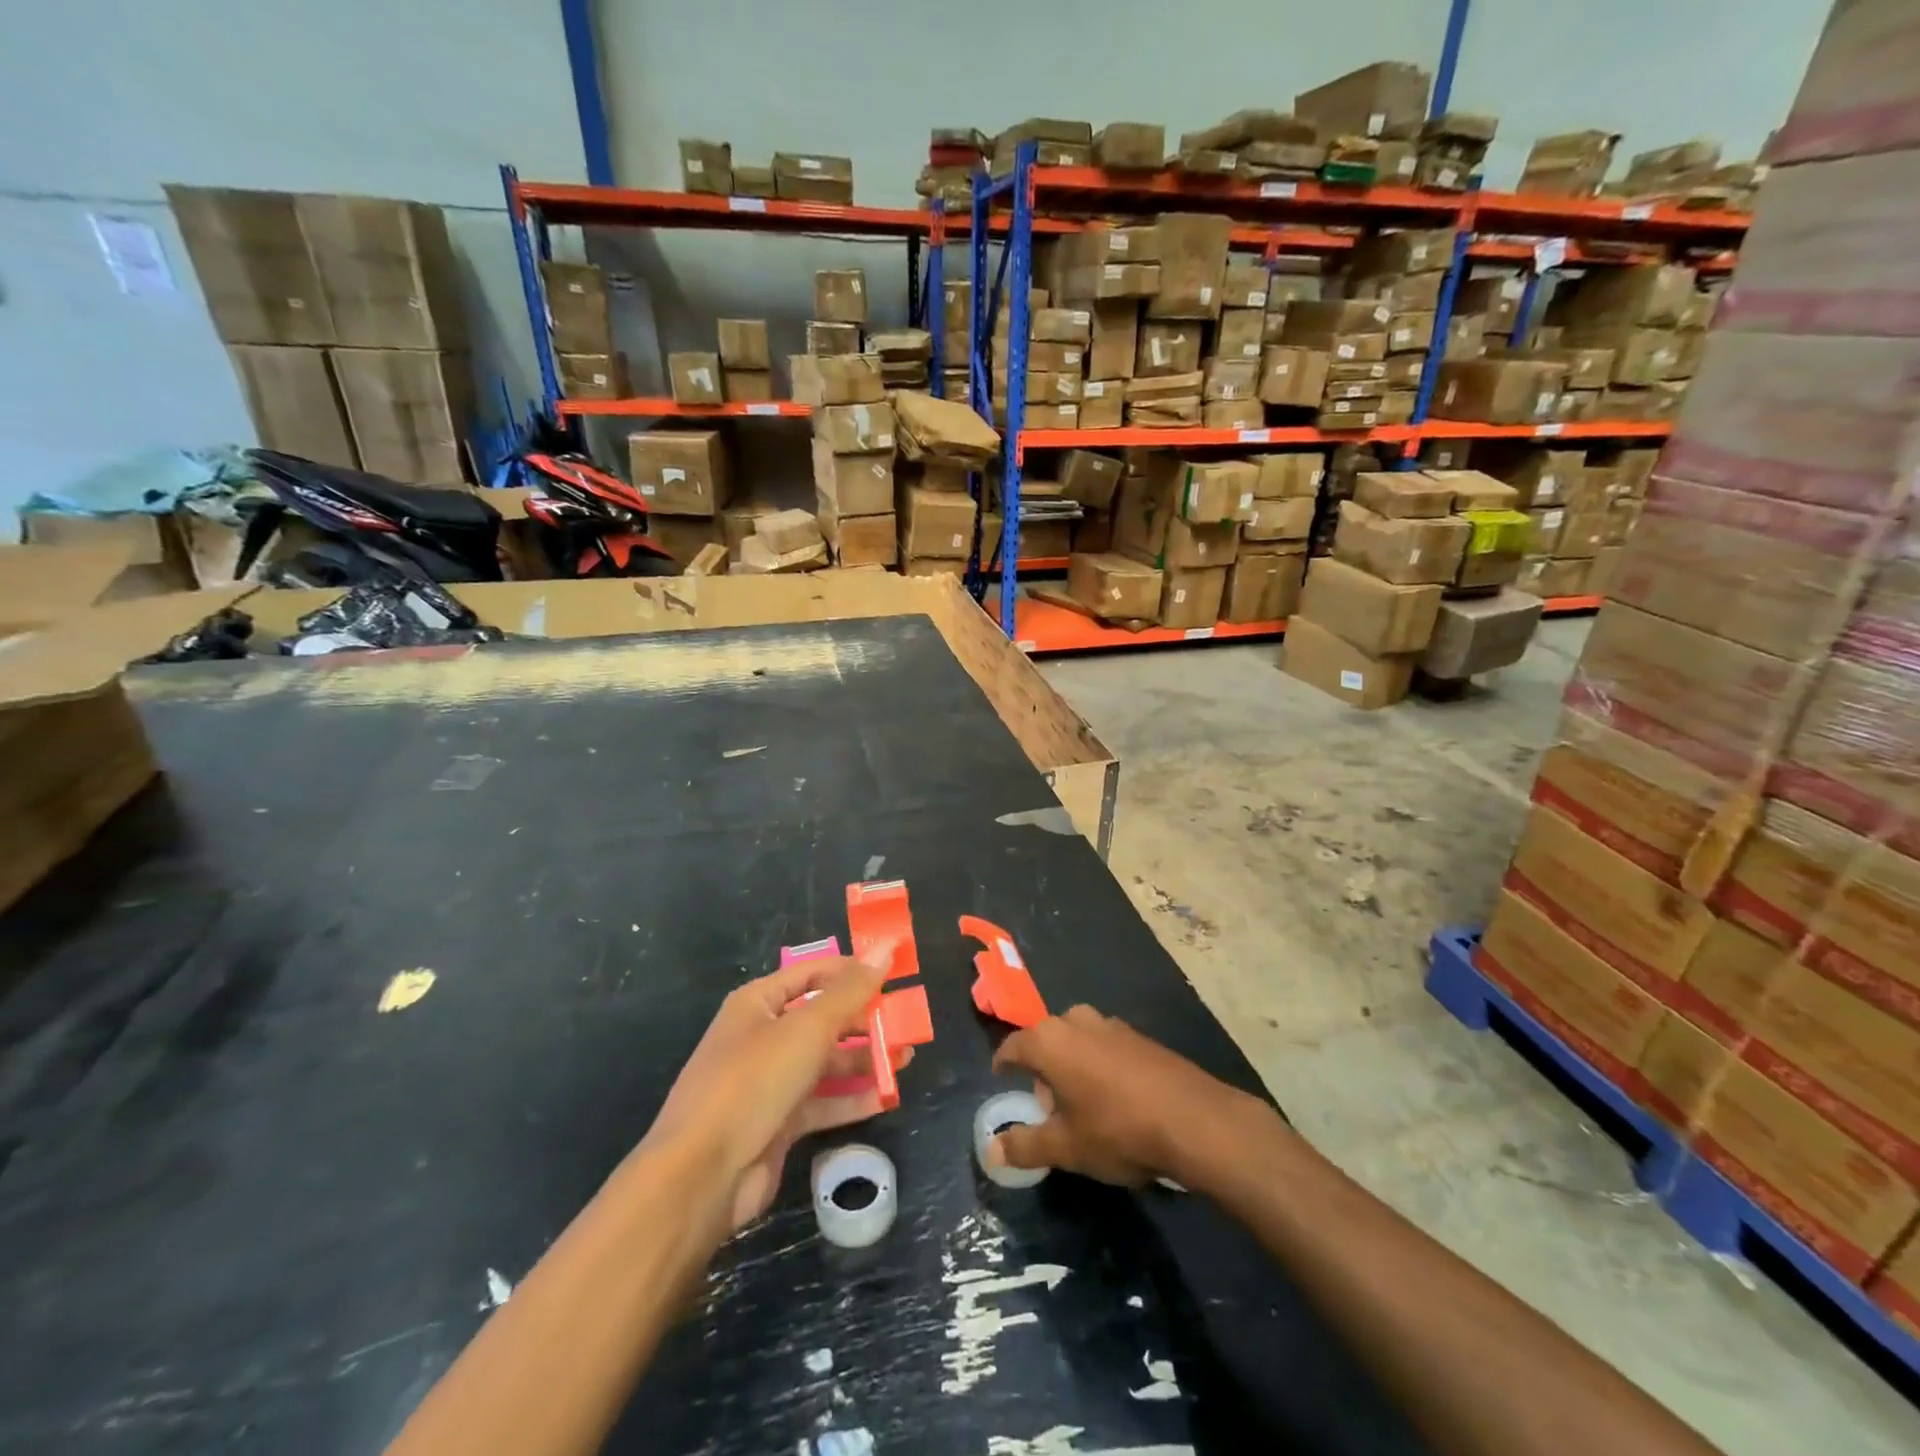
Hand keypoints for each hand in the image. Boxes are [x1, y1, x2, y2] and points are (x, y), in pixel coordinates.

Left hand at [645, 957, 894, 1230]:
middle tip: (906, 1022)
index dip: (851, 971)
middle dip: (863, 1019)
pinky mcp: (778, 1123)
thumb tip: (886, 948)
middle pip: (821, 1018)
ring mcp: (769, 1082)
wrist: (702, 1175)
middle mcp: (762, 1037)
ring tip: (906, 1057)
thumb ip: (851, 992)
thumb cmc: (753, 1082)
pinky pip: (823, 1102)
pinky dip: (853, 1099)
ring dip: (864, 1059)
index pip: (812, 973)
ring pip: (825, 1062)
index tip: (894, 974)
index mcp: (758, 1003)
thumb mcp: (807, 1029)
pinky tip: (887, 1097)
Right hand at [990, 1005, 1276, 1187]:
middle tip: (1048, 1108)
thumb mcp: (1066, 1147)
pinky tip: (1116, 1101)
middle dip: (1043, 1071)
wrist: (1195, 1120)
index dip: (1005, 1065)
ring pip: (1078, 1041)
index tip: (1002, 1080)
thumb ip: (1024, 1146)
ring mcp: (1112, 1025)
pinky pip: (1106, 1047)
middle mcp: (1077, 1020)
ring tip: (1083, 1107)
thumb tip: (990, 1151)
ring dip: (1073, 1067)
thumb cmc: (1117, 1130)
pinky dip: (1100, 1066)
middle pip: (1047, 1042)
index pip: (1014, 1046)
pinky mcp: (1141, 1037)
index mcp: (1050, 1040)